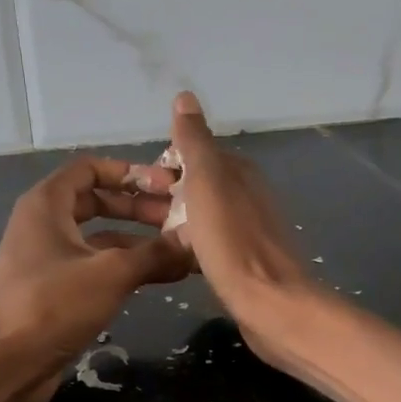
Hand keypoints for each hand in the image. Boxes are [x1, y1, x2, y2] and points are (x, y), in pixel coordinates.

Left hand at [0, 154, 189, 401]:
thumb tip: (195, 239)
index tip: (166, 186)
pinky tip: (161, 278)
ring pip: (101, 239)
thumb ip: (156, 253)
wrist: (4, 365)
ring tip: (180, 252)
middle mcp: (45, 225)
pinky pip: (97, 268)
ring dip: (139, 242)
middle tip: (179, 220)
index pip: (90, 169)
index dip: (129, 172)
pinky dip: (126, 269)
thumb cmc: (52, 305)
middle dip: (140, 208)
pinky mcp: (57, 292)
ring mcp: (50, 260)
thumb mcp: (111, 273)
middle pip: (98, 202)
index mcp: (47, 204)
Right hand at [157, 92, 320, 360]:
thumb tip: (185, 96)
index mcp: (239, 172)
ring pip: (200, 216)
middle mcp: (245, 196)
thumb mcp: (208, 183)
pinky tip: (169, 259)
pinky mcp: (243, 262)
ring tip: (140, 236)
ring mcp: (246, 230)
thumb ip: (195, 143)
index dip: (164, 164)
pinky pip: (207, 244)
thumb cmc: (233, 242)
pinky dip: (187, 245)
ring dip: (173, 221)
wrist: (270, 304)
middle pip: (197, 185)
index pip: (196, 153)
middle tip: (130, 212)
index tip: (135, 183)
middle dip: (164, 193)